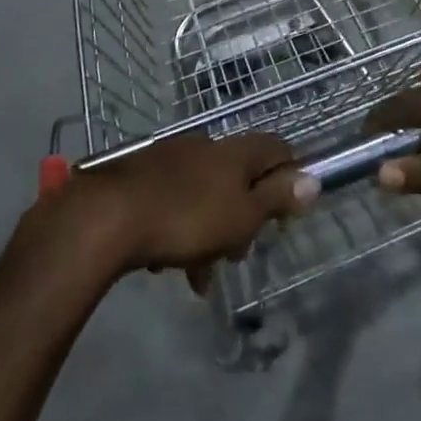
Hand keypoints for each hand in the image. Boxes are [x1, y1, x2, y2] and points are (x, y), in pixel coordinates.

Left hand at [59, 130, 318, 288]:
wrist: (106, 217)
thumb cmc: (187, 218)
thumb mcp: (242, 216)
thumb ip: (278, 198)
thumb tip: (314, 180)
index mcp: (235, 152)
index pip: (276, 149)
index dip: (288, 176)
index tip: (287, 210)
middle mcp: (205, 146)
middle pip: (238, 177)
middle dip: (243, 216)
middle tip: (238, 254)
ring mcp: (170, 158)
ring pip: (204, 194)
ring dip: (209, 231)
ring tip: (198, 274)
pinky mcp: (140, 175)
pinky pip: (172, 201)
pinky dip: (177, 228)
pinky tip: (164, 262)